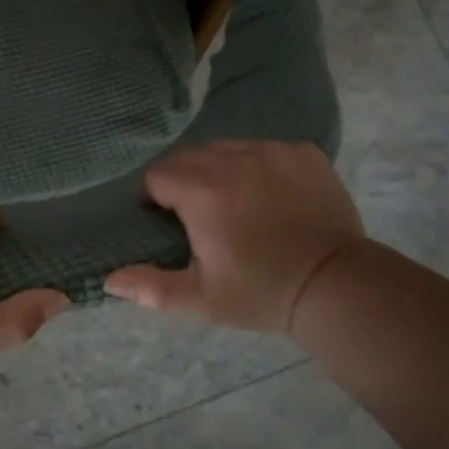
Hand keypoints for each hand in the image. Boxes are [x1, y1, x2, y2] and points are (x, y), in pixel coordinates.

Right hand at [106, 140, 363, 334]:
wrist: (338, 286)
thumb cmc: (262, 292)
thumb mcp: (202, 299)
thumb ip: (152, 287)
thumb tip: (109, 280)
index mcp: (201, 191)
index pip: (157, 176)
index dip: (156, 199)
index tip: (171, 224)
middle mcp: (232, 159)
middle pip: (189, 157)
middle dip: (185, 181)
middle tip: (201, 217)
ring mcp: (271, 151)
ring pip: (226, 149)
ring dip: (220, 170)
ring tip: (236, 204)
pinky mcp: (302, 152)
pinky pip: (264, 149)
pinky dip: (258, 166)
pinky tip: (271, 196)